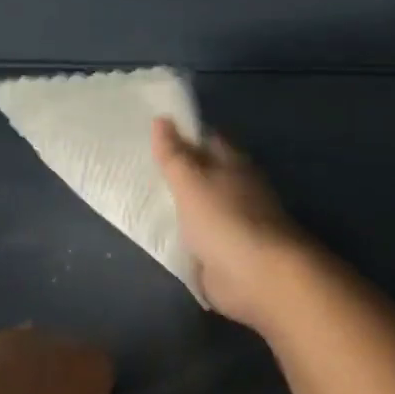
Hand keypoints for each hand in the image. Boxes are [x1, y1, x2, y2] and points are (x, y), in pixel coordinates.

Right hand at [153, 118, 311, 328]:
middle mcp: (236, 187)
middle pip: (204, 173)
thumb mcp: (190, 182)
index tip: (153, 133)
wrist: (257, 275)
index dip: (183, 134)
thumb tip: (161, 118)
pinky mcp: (226, 252)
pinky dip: (184, 234)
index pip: (207, 139)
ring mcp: (233, 221)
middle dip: (178, 171)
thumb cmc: (224, 219)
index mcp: (233, 163)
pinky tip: (161, 235)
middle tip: (137, 167)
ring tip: (141, 199)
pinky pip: (200, 237)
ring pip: (201, 205)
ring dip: (180, 204)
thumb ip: (174, 155)